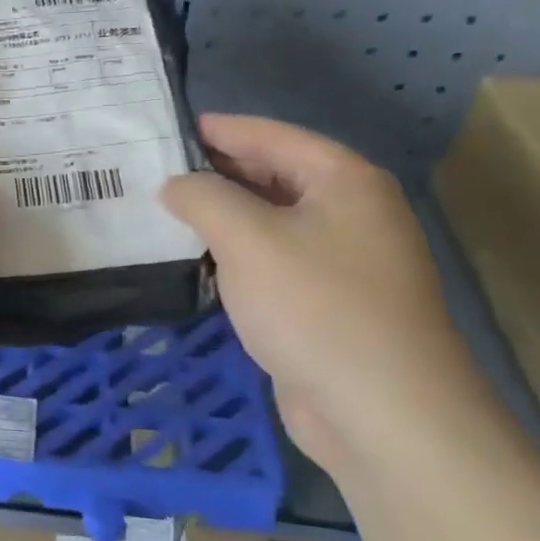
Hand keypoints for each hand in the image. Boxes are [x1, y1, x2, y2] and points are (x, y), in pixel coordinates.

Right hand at [161, 115, 495, 479]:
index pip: (272, 136)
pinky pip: (275, 262)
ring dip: (223, 217)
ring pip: (272, 222)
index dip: (219, 129)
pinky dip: (238, 256)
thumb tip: (175, 185)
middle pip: (274, 175)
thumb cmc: (316, 307)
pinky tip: (201, 263)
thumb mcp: (247, 239)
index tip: (169, 128)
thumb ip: (203, 198)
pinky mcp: (330, 304)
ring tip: (167, 214)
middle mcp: (351, 212)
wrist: (383, 412)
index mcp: (344, 181)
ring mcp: (344, 261)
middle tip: (156, 172)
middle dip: (217, 173)